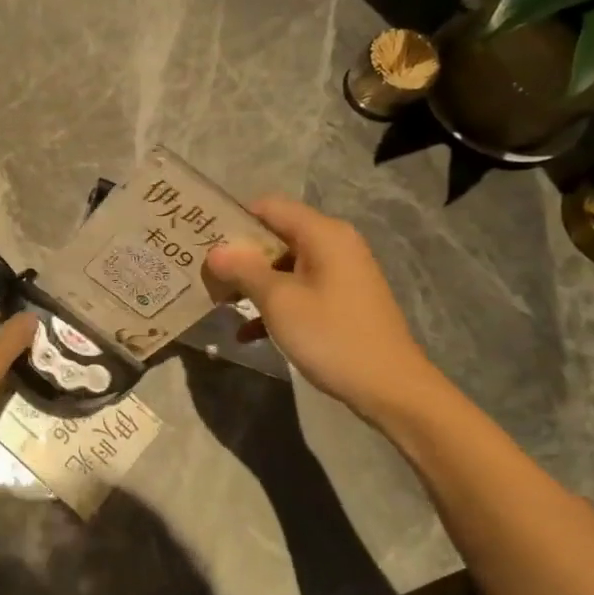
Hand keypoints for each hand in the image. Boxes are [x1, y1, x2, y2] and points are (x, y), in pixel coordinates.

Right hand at [204, 195, 440, 421]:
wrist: (390, 388)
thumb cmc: (331, 336)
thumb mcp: (279, 301)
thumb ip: (244, 269)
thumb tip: (215, 250)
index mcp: (323, 234)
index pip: (269, 207)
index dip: (234, 219)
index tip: (203, 239)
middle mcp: (334, 244)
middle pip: (276, 235)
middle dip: (240, 255)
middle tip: (205, 272)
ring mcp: (340, 273)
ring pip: (285, 266)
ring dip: (253, 282)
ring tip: (217, 301)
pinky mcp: (341, 300)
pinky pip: (299, 290)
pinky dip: (274, 304)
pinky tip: (246, 333)